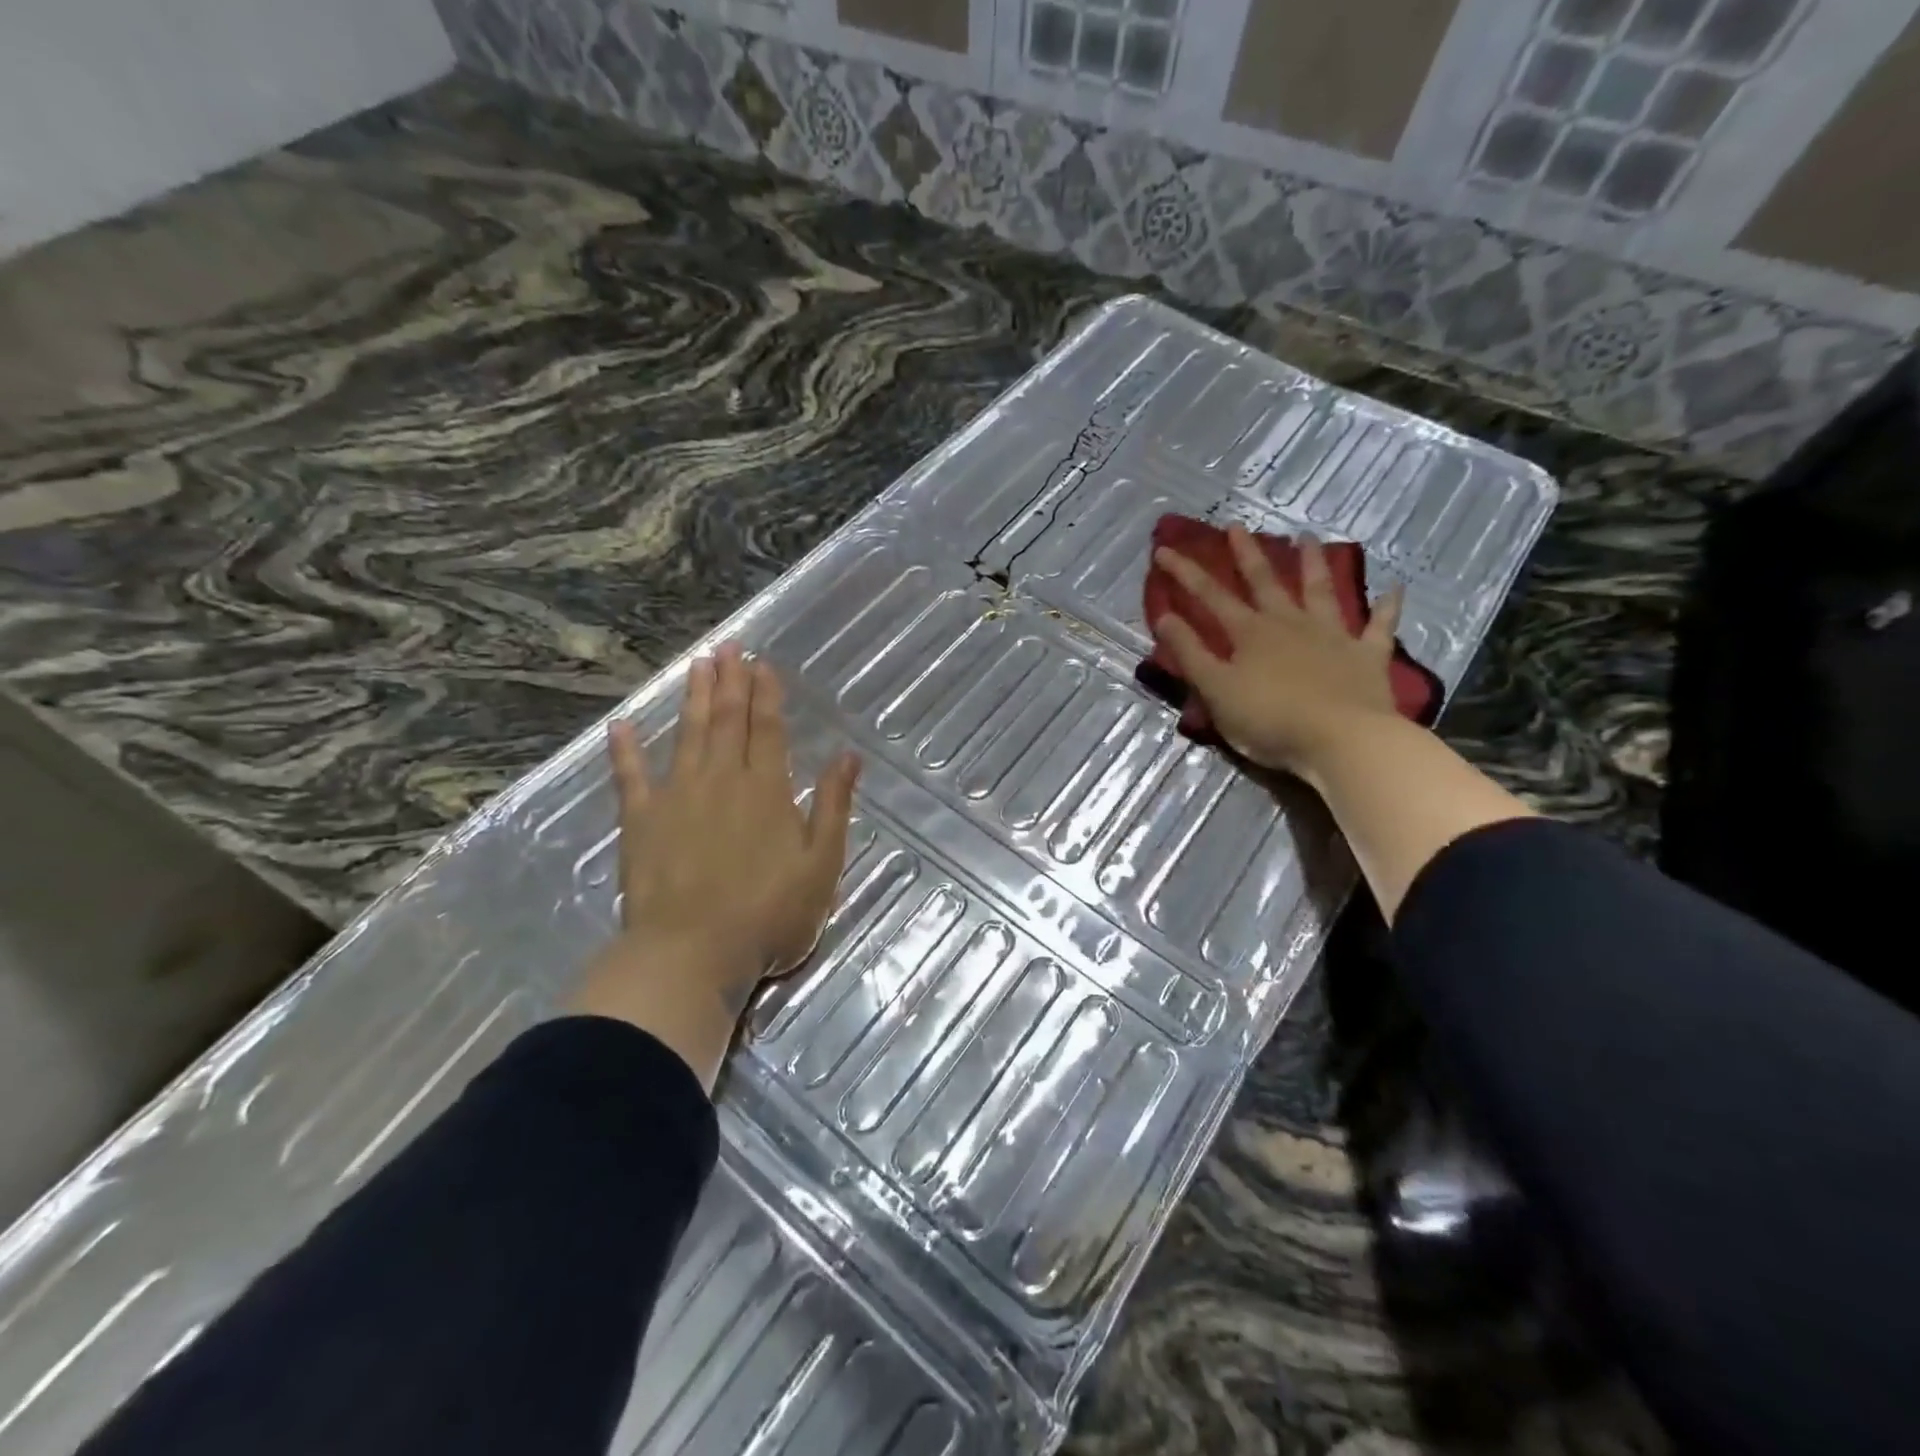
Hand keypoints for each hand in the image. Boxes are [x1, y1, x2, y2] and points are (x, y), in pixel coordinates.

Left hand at [569, 642, 859, 1087]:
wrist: (693, 953)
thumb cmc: (769, 914)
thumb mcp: (822, 863)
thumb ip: (834, 806)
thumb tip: (848, 756)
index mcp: (767, 790)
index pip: (768, 728)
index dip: (766, 693)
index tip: (762, 663)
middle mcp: (723, 780)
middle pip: (727, 720)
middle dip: (730, 681)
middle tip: (728, 646)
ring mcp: (677, 797)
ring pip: (687, 735)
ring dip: (692, 698)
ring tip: (696, 664)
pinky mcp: (640, 822)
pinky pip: (630, 777)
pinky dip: (625, 750)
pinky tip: (621, 725)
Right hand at [1154, 525, 1403, 783]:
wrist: (1342, 740)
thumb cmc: (1270, 719)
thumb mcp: (1216, 690)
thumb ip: (1190, 653)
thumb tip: (1164, 616)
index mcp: (1251, 634)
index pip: (1210, 596)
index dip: (1186, 573)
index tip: (1165, 549)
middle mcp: (1290, 624)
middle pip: (1265, 582)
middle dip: (1247, 554)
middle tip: (1237, 526)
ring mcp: (1333, 636)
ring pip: (1321, 591)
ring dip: (1313, 564)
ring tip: (1308, 537)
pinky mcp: (1368, 656)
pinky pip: (1380, 626)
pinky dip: (1387, 606)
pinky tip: (1394, 587)